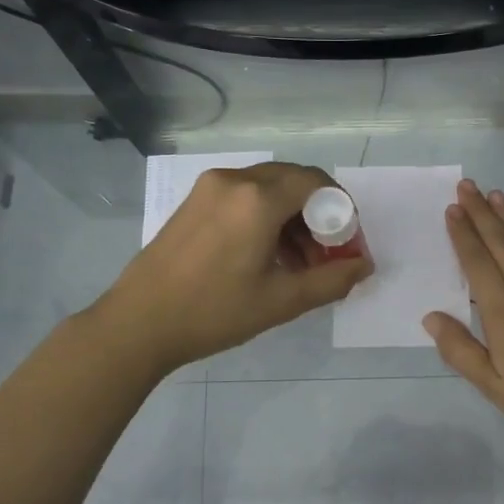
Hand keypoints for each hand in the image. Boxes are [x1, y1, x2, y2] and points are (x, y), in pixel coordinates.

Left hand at [97, 162, 372, 375]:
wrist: (138, 323)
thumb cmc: (214, 312)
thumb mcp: (281, 301)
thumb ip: (331, 280)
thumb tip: (364, 266)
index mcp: (257, 199)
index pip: (316, 182)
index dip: (341, 209)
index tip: (346, 242)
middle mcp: (234, 180)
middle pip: (293, 181)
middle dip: (318, 214)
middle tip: (325, 254)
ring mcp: (209, 188)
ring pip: (268, 188)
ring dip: (292, 217)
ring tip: (298, 263)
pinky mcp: (193, 201)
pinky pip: (243, 196)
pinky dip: (265, 216)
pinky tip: (265, 255)